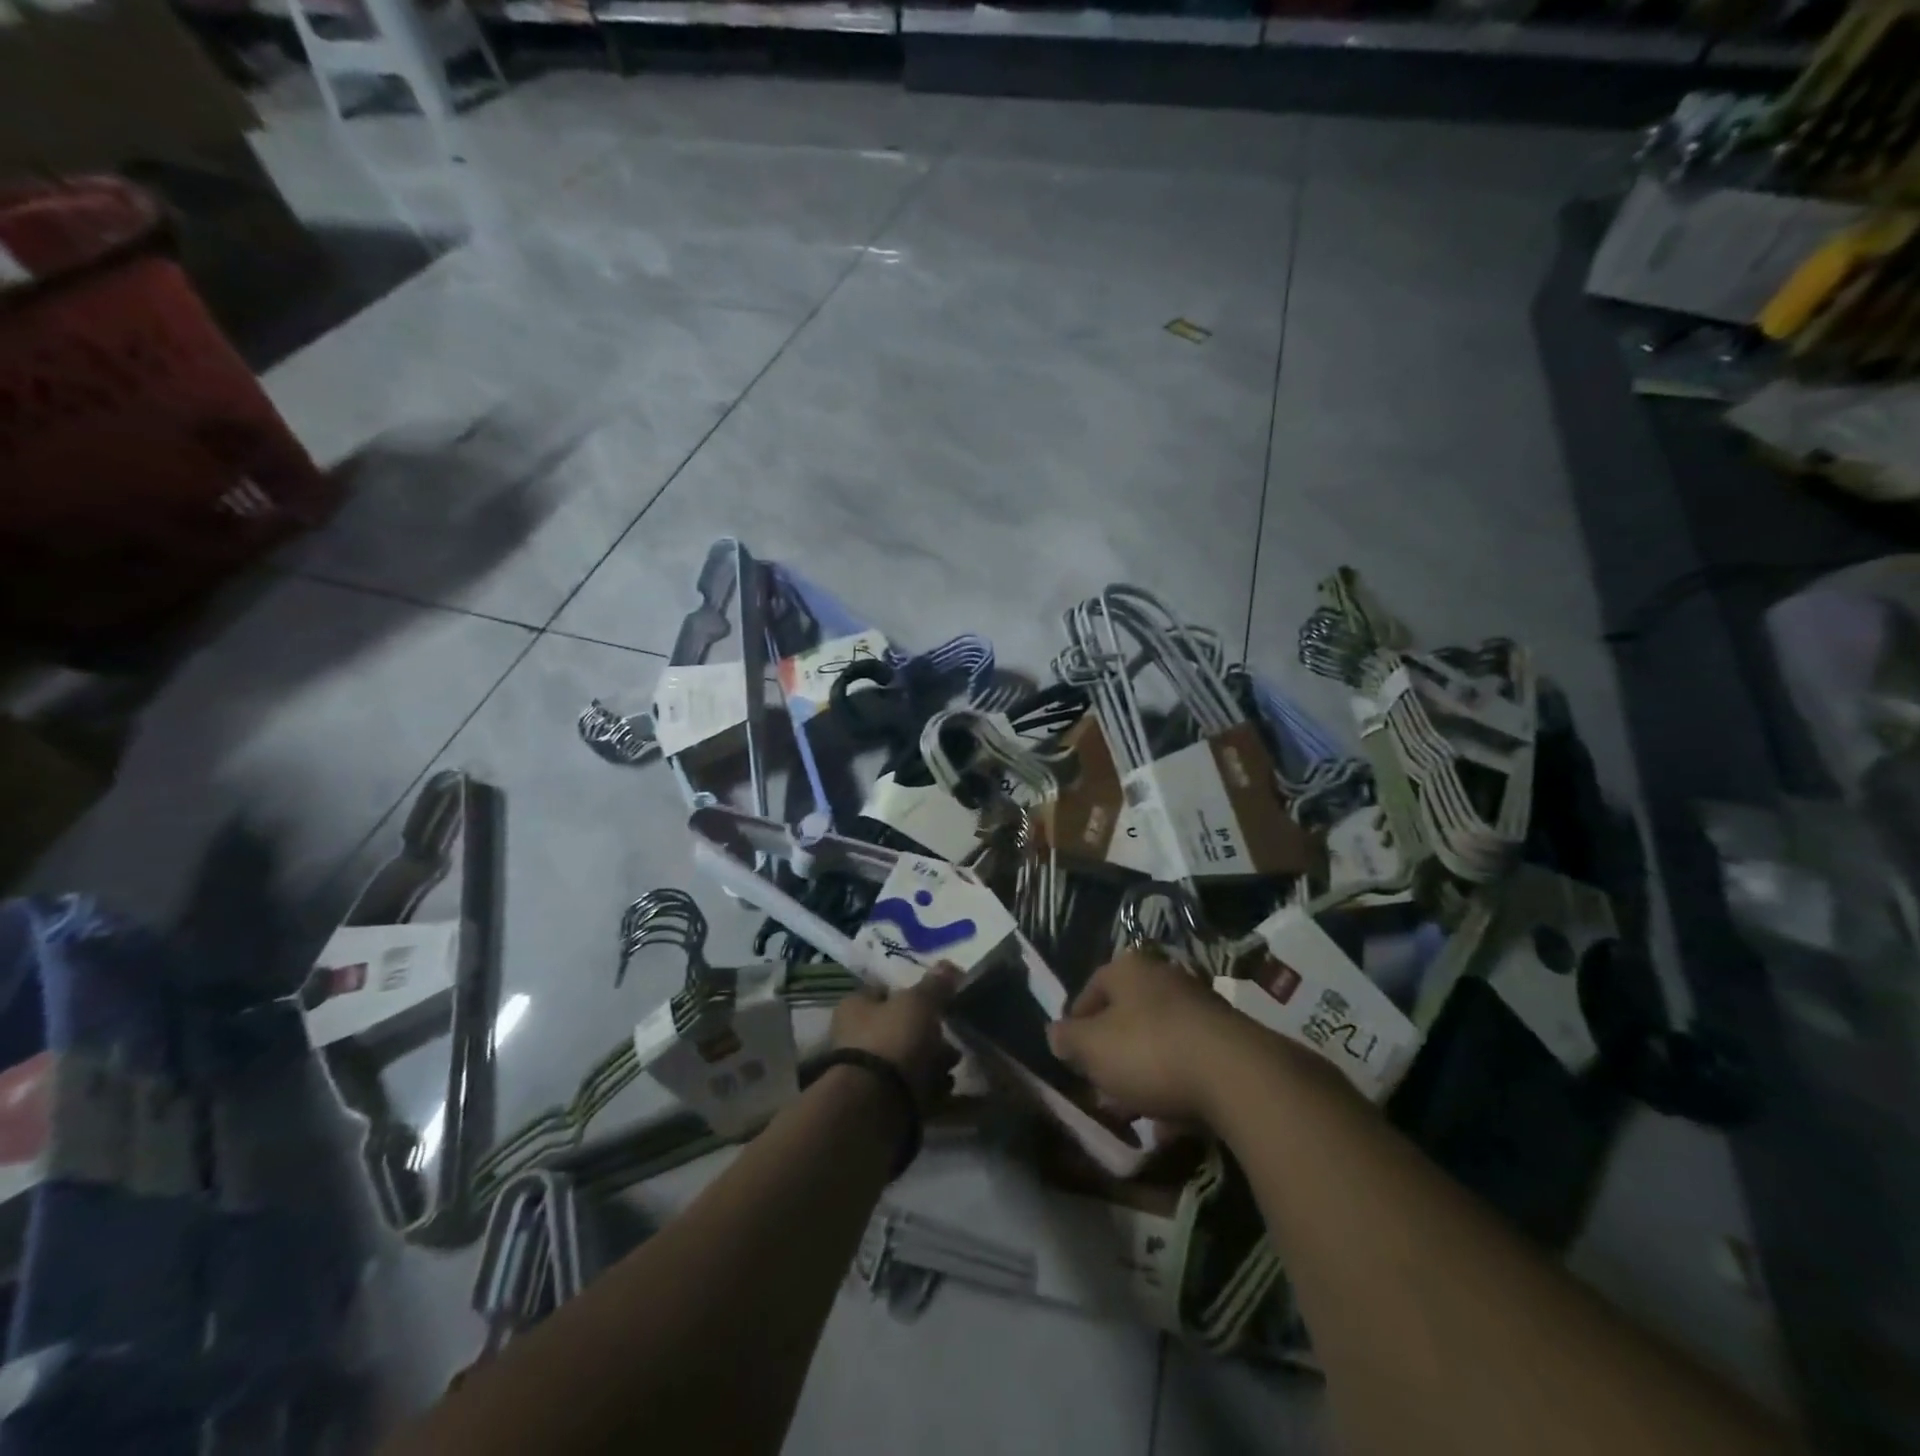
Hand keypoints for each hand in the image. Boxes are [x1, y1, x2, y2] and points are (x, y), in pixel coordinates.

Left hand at [829, 964, 961, 1109]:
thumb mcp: (918, 1003)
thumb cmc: (892, 1040)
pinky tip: (947, 1088)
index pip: (883, 991)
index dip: (910, 992)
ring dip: (932, 1061)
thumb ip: (934, 985)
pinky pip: (911, 1089)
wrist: (876, 1106)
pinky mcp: (880, 1103)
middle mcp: (855, 1037)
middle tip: (951, 1037)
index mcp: (855, 1007)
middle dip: (929, 1033)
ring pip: (907, 1059)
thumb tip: (948, 965)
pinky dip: (930, 1088)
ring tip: (953, 1064)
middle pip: (899, 1027)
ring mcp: (867, 1073)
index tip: (937, 999)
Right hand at [1046, 949, 1245, 1122]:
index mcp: (1128, 969)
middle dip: (1111, 1055)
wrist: (1235, 1074)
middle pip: (1126, 1017)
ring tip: (1134, 1114)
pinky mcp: (1227, 1040)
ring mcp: (1200, 1007)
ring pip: (1157, 1042)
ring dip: (1142, 1075)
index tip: (1072, 1058)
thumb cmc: (1148, 1051)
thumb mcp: (1092, 1048)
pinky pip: (1189, 1063)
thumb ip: (1068, 1039)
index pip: (1091, 990)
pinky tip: (1170, 1124)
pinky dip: (1176, 1088)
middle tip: (1101, 1089)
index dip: (1076, 1024)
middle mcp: (1164, 977)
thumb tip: (1055, 1033)